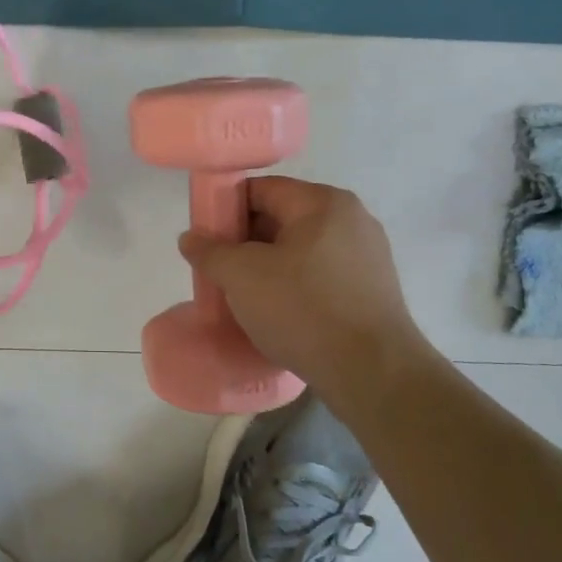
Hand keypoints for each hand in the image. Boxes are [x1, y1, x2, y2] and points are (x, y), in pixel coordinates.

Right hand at [179, 177, 428, 391]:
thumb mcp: (241, 276)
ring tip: (242, 297)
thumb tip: (191, 238)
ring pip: (299, 250)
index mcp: (323, 203)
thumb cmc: (302, 309)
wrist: (371, 372)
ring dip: (266, 268)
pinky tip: (275, 313)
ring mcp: (366, 255)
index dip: (224, 209)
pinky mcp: (371, 289)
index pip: (261, 189)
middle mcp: (351, 219)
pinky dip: (292, 286)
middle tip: (218, 271)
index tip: (204, 239)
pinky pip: (319, 276)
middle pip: (281, 218)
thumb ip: (210, 251)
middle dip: (244, 242)